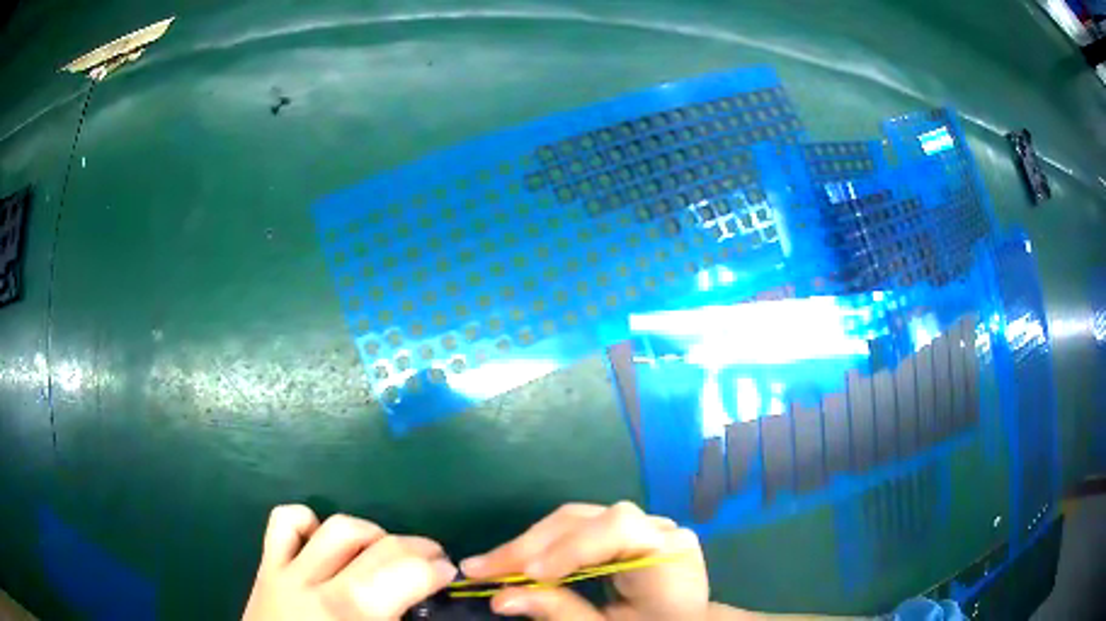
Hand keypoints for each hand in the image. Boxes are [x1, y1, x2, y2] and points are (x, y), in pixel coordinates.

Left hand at [243, 505, 456, 619]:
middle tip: (432, 561)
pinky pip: (284, 522)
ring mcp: (286, 572)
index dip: (436, 570)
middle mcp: (317, 587)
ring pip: (336, 527)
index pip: (403, 575)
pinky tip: (324, 542)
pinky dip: (308, 522)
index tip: (448, 576)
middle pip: (376, 547)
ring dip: (371, 533)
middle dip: (416, 547)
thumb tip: (432, 607)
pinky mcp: (266, 566)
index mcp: (351, 616)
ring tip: (384, 551)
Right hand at [459, 502, 708, 620]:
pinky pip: (577, 529)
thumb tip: (499, 598)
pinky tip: (515, 562)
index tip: (527, 576)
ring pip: (573, 520)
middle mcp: (656, 528)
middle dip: (528, 547)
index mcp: (668, 553)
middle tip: (479, 570)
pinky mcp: (624, 530)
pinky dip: (542, 546)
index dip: (569, 548)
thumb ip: (561, 613)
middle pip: (584, 520)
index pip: (618, 528)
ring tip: (488, 566)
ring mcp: (639, 525)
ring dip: (527, 544)